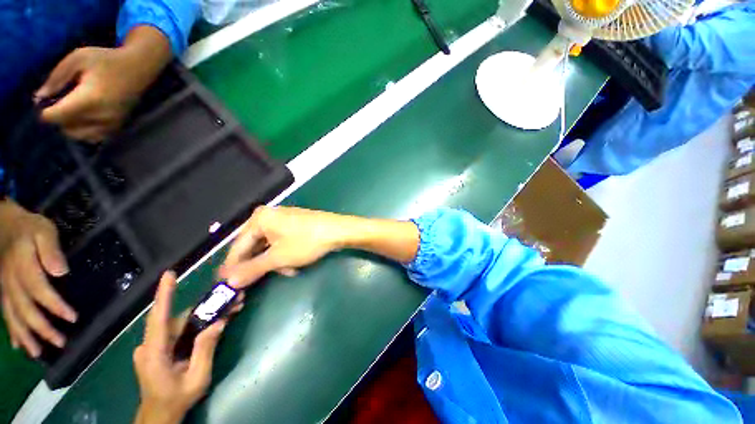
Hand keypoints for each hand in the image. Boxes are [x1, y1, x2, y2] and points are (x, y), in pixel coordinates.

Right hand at [0, 200, 74, 356]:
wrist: (3, 221)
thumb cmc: (28, 226)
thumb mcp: (43, 230)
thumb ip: (50, 249)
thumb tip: (60, 271)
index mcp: (22, 266)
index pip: (40, 291)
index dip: (55, 306)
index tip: (72, 318)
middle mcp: (11, 281)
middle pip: (26, 309)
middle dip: (42, 329)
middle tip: (61, 343)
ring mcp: (3, 287)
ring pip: (13, 316)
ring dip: (26, 336)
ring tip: (38, 353)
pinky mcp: (1, 289)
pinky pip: (4, 313)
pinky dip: (11, 330)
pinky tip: (17, 344)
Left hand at [36, 26, 170, 141]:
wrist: (138, 69)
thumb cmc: (106, 60)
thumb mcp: (77, 58)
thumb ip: (56, 77)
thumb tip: (39, 97)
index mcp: (89, 100)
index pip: (57, 117)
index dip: (45, 111)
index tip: (44, 101)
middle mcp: (101, 117)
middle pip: (67, 129)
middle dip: (60, 119)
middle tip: (60, 104)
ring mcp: (111, 124)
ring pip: (81, 136)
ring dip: (72, 127)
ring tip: (72, 113)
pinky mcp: (118, 127)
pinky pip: (95, 138)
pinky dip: (86, 132)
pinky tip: (85, 120)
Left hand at [133, 272, 227, 423]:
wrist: (160, 415)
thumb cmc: (177, 399)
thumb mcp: (196, 378)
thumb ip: (205, 350)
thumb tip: (219, 322)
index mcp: (154, 353)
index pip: (159, 318)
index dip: (164, 295)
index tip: (169, 275)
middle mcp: (151, 345)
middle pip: (180, 320)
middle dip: (207, 309)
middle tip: (234, 299)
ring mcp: (154, 347)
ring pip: (182, 324)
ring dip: (206, 317)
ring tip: (231, 310)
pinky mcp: (159, 348)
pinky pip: (180, 331)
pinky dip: (198, 326)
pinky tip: (215, 323)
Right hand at [220, 206, 350, 287]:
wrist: (339, 231)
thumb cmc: (306, 242)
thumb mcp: (278, 258)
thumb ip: (252, 269)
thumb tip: (229, 281)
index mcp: (259, 219)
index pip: (238, 246)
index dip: (233, 267)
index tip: (226, 285)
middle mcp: (269, 216)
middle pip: (254, 246)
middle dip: (261, 265)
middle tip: (260, 282)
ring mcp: (283, 219)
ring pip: (270, 246)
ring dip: (276, 262)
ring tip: (289, 270)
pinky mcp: (295, 224)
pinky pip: (282, 242)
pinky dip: (285, 255)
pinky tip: (294, 264)